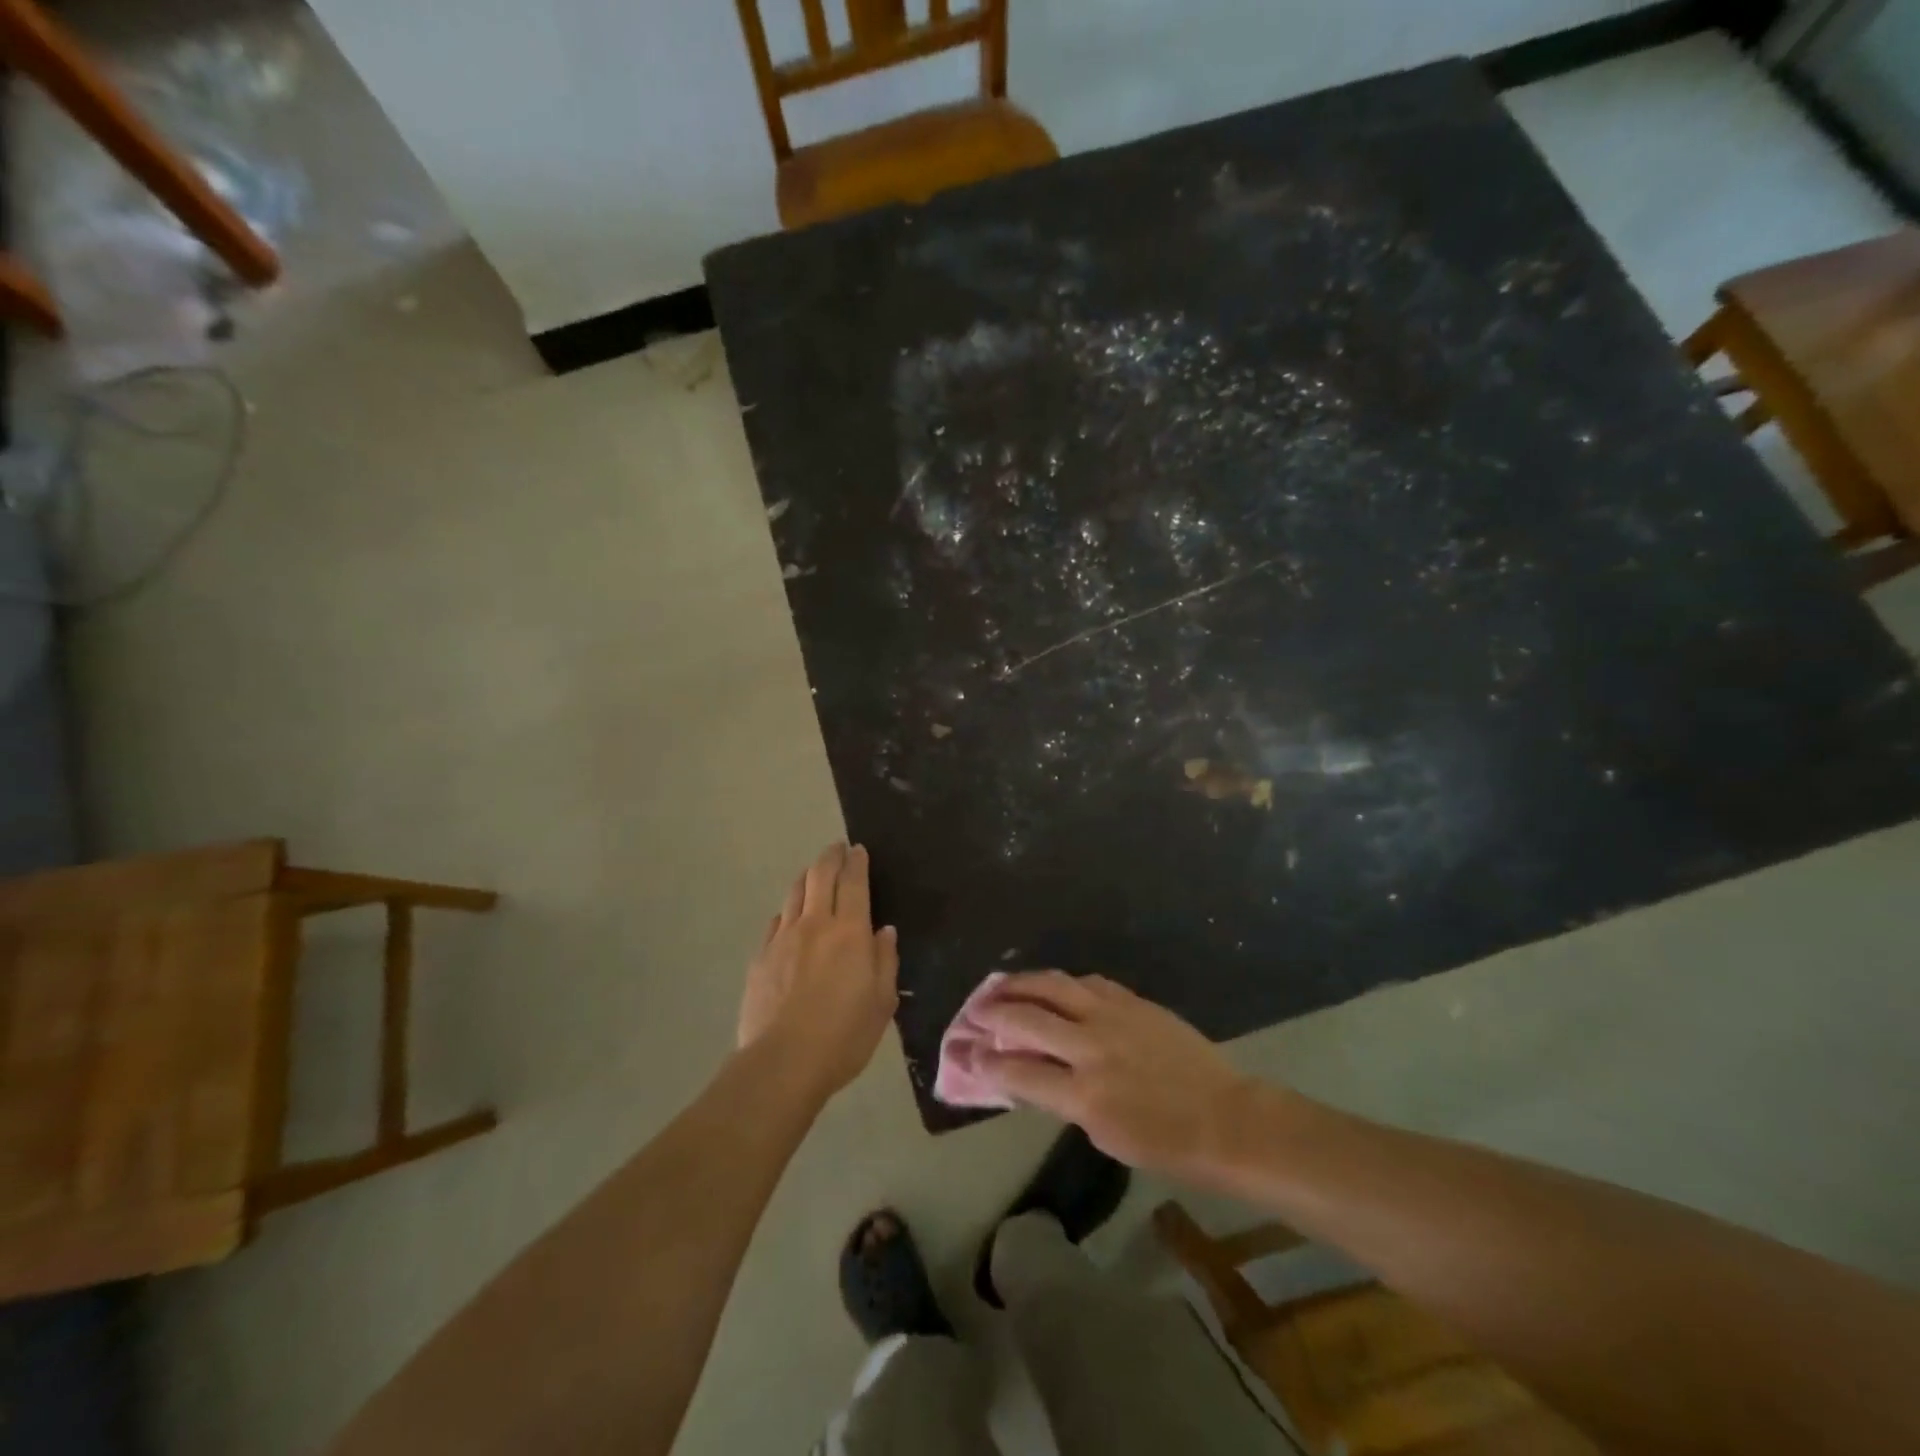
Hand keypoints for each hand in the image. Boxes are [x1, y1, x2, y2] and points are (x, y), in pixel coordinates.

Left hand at [739, 843, 898, 1098]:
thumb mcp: (882, 1002)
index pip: (854, 882)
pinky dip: (788, 911)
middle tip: (837, 848)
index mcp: (850, 932)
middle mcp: (815, 924)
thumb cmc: (844, 1036)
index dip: (857, 862)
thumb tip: (884, 931)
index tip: (858, 850)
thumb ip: (885, 961)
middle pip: (820, 876)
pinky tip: (790, 917)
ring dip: (807, 877)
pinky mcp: (760, 957)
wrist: (782, 1062)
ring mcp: (783, 938)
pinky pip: (776, 921)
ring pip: (794, 893)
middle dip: (830, 857)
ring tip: (814, 874)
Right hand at [969, 972, 1256, 1176]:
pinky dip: (1062, 983)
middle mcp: (1091, 1047)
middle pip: (1027, 1018)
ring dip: (1020, 984)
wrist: (1225, 1119)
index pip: (1017, 1069)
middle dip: (992, 1013)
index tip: (966, 1053)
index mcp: (1083, 1093)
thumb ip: (1062, 1099)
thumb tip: (1029, 1075)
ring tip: (1001, 986)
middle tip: (973, 1012)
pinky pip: (1087, 982)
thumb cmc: (1165, 1144)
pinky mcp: (1133, 1000)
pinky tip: (1052, 987)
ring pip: (1053, 985)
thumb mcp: (1104, 1136)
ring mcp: (1114, 1016)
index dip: (984, 1060)